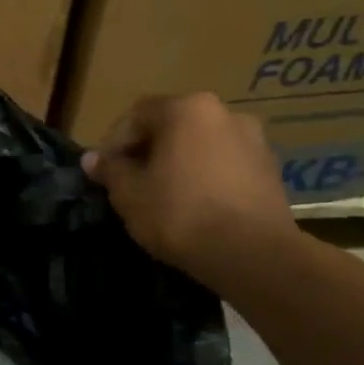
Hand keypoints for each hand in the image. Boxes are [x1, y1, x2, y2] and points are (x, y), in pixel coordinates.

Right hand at [80, 92, 297, 283]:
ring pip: (200, 146)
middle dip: (147, 151)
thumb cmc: (180, 213)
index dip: (113, 143)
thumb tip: (92, 159)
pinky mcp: (271, 171)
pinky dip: (204, 177)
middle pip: (171, 127)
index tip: (104, 172)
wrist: (254, 255)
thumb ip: (109, 169)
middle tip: (129, 181)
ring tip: (161, 195)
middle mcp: (225, 113)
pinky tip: (193, 206)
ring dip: (177, 163)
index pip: (136, 115)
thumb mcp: (128, 193)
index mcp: (187, 109)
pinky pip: (224, 165)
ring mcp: (254, 141)